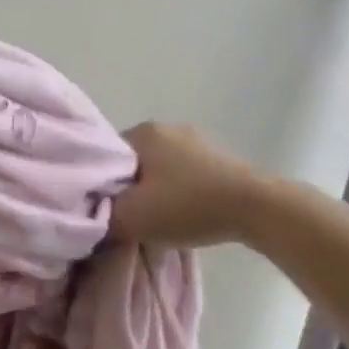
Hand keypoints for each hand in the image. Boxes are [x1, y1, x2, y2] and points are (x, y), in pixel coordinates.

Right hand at [111, 122, 271, 247]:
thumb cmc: (187, 205)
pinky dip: (179, 193)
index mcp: (141, 131)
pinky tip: (184, 214)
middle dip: (128, 190)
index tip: (106, 211)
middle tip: (130, 219)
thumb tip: (91, 220)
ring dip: (155, 193)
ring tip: (159, 221)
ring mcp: (196, 140)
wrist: (257, 209)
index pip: (104, 158)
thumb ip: (100, 218)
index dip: (101, 186)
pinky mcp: (219, 158)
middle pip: (132, 164)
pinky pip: (184, 175)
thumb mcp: (130, 218)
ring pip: (159, 170)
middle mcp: (166, 128)